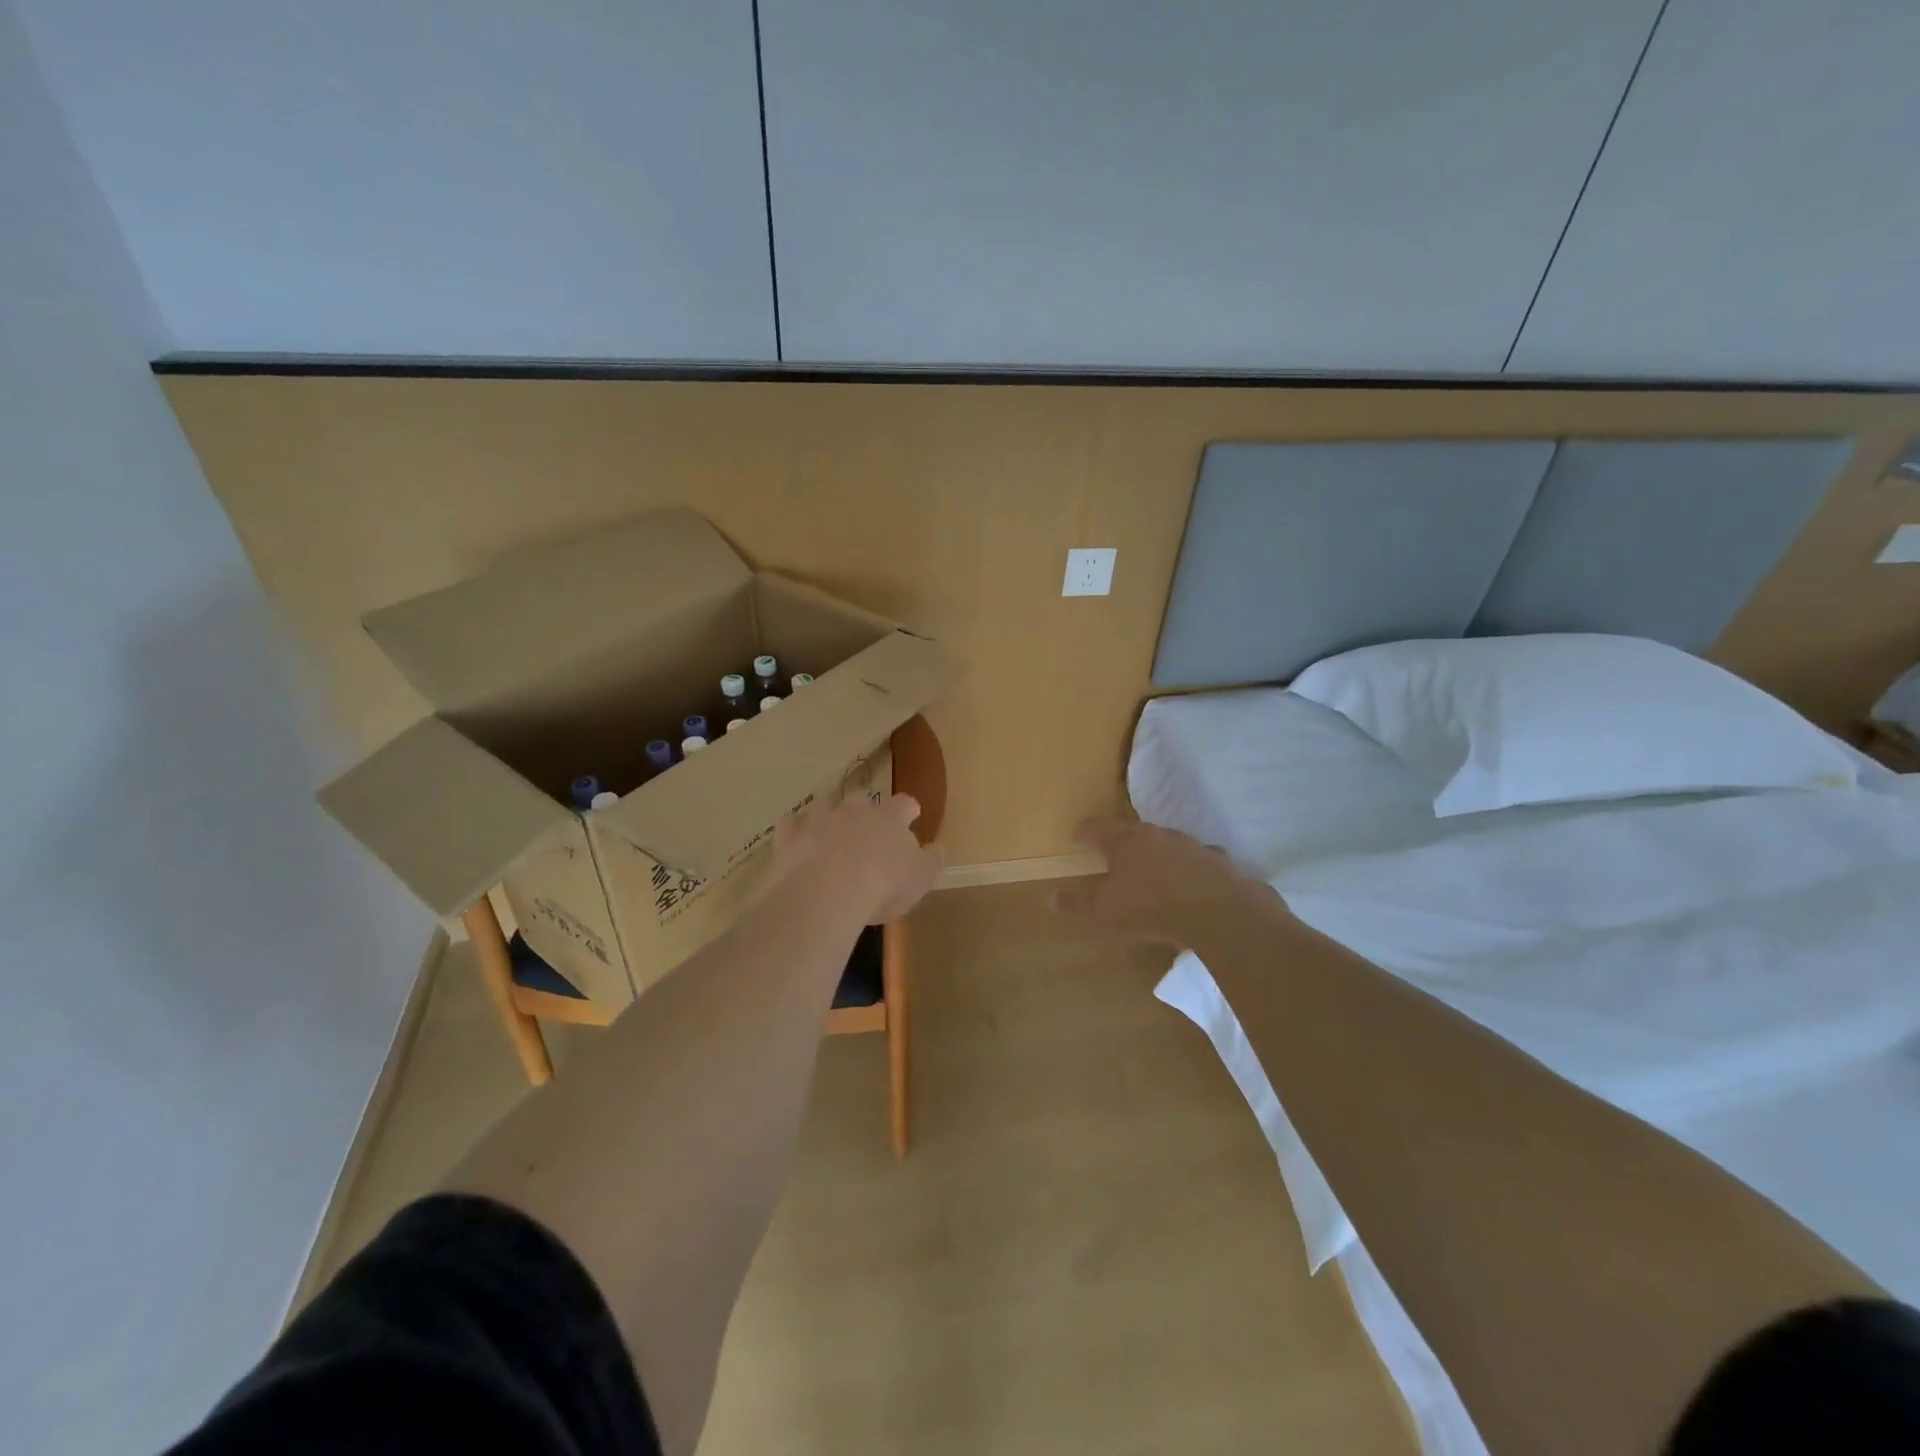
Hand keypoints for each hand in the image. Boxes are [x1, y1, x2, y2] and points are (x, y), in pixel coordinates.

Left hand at [777, 794, 944, 924]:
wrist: (828, 894)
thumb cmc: (883, 886)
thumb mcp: (921, 879)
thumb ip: (932, 860)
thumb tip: (935, 848)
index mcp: (891, 818)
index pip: (904, 804)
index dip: (908, 812)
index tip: (910, 818)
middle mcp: (856, 810)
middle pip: (864, 806)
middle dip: (866, 820)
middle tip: (867, 844)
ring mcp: (821, 819)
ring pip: (827, 810)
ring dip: (830, 823)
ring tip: (830, 844)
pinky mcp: (792, 835)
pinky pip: (791, 826)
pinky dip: (795, 833)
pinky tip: (797, 846)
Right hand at [1052, 816, 1277, 946]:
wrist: (1218, 911)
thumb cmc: (1150, 908)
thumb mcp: (1104, 914)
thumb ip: (1077, 905)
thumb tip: (1051, 898)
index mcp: (1124, 842)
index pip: (1096, 827)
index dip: (1084, 831)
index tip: (1077, 836)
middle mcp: (1156, 835)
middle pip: (1132, 831)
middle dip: (1121, 841)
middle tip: (1114, 854)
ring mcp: (1189, 844)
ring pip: (1167, 842)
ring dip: (1157, 852)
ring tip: (1152, 869)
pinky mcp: (1216, 860)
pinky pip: (1198, 859)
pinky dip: (1190, 867)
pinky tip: (1192, 881)